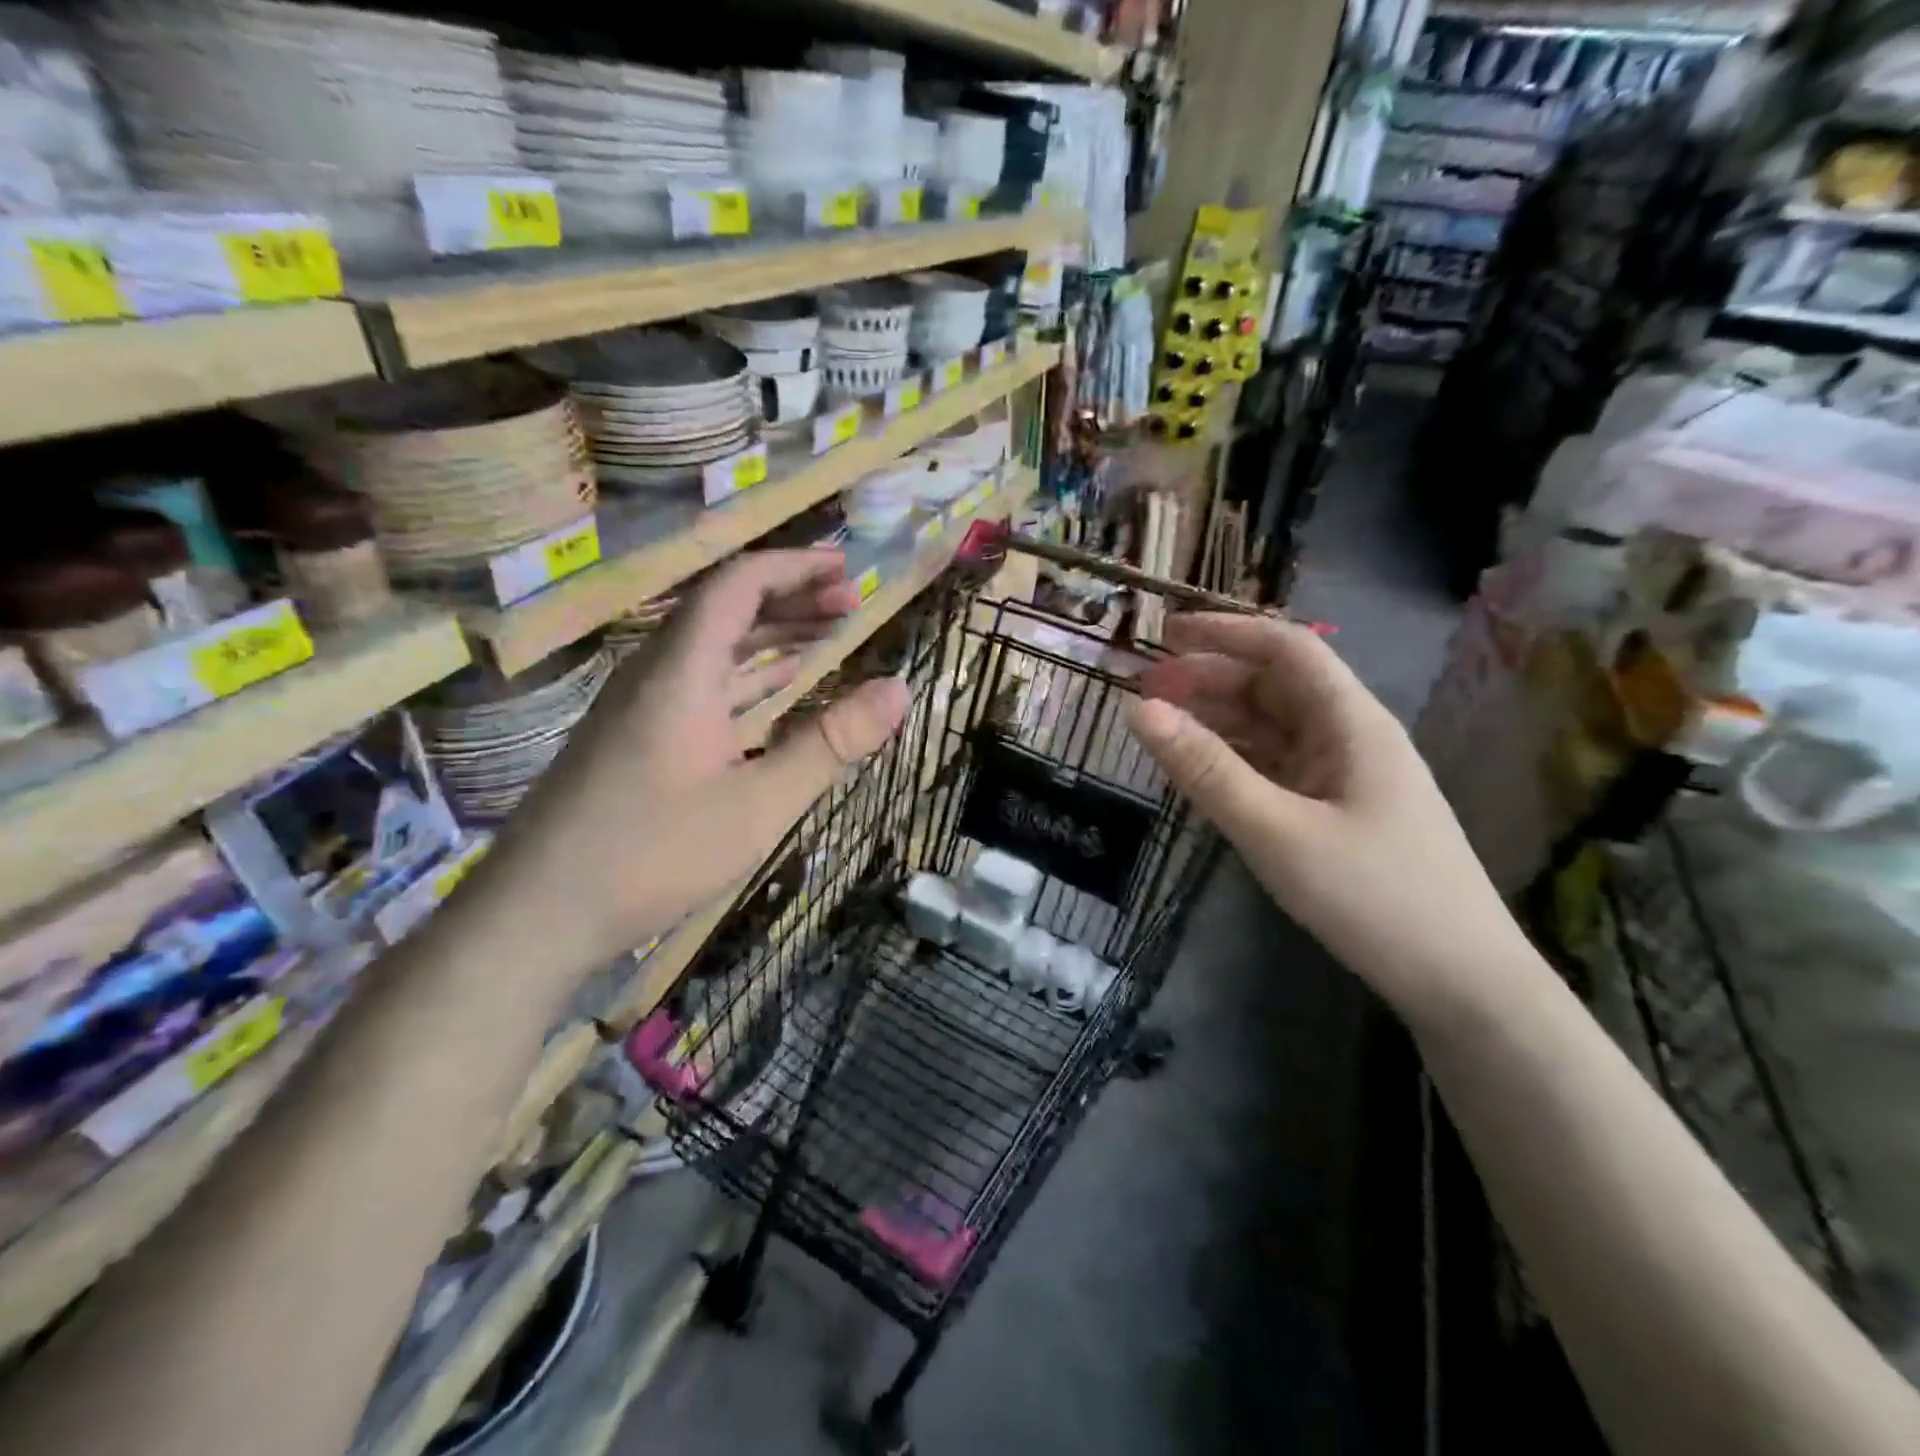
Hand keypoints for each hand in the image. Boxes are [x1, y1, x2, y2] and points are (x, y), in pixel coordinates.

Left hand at [499, 549, 908, 968]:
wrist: (537, 914)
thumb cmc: (652, 854)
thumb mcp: (759, 805)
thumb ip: (830, 743)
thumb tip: (899, 690)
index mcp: (682, 672)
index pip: (738, 585)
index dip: (795, 567)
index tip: (847, 570)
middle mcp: (657, 673)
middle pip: (726, 609)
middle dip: (791, 597)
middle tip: (850, 604)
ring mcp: (642, 706)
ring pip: (713, 648)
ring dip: (770, 635)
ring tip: (826, 634)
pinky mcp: (637, 738)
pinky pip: (701, 684)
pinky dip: (747, 675)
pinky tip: (776, 689)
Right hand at [1129, 613, 1521, 1019]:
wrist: (1463, 983)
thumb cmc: (1373, 897)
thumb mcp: (1276, 831)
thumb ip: (1206, 769)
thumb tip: (1138, 709)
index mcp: (1350, 722)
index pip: (1285, 648)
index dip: (1224, 633)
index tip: (1164, 633)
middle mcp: (1350, 737)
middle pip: (1275, 686)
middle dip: (1210, 679)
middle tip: (1146, 690)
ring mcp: (1346, 777)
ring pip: (1274, 729)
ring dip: (1219, 720)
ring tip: (1162, 726)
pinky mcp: (1340, 812)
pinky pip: (1279, 768)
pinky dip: (1237, 760)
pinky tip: (1203, 772)